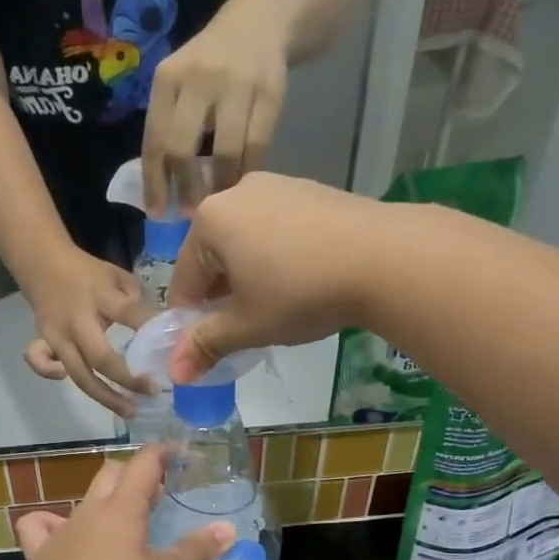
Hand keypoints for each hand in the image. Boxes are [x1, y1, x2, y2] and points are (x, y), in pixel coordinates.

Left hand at [16, 449, 234, 559]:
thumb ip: (197, 550)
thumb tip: (227, 529)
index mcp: (123, 508)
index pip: (144, 463)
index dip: (163, 453)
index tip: (180, 456)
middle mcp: (91, 511)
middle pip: (111, 472)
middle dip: (135, 473)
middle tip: (157, 493)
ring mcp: (62, 531)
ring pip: (83, 498)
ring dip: (104, 500)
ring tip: (122, 520)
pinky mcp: (41, 555)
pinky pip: (39, 526)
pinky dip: (50, 523)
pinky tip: (62, 534)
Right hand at [21, 248, 155, 416]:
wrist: (42, 262)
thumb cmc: (88, 273)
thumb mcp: (117, 276)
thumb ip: (138, 300)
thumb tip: (161, 328)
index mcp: (101, 297)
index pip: (128, 313)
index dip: (150, 330)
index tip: (174, 350)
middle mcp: (77, 321)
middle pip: (100, 358)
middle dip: (127, 380)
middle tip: (152, 393)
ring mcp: (56, 334)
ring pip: (78, 374)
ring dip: (105, 396)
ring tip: (129, 410)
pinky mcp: (41, 341)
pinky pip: (41, 364)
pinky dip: (50, 374)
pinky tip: (66, 377)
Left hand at [141, 0, 291, 213]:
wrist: (262, 19)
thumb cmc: (210, 63)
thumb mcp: (180, 81)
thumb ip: (169, 124)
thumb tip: (161, 187)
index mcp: (167, 79)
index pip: (154, 140)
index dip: (154, 183)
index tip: (157, 214)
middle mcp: (198, 78)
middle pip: (183, 148)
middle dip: (186, 188)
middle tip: (191, 212)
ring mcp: (236, 84)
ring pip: (224, 151)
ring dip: (221, 185)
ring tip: (219, 201)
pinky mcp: (270, 91)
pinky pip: (257, 145)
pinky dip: (248, 170)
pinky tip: (243, 182)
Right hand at [166, 172, 388, 381]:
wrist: (384, 257)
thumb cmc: (300, 293)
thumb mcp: (247, 326)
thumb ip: (206, 345)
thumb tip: (174, 373)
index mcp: (210, 220)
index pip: (183, 279)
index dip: (188, 319)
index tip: (203, 347)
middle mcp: (237, 192)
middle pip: (213, 255)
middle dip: (220, 295)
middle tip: (241, 328)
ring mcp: (278, 185)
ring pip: (246, 241)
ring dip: (248, 276)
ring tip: (274, 307)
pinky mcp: (312, 190)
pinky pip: (278, 229)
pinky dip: (278, 256)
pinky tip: (301, 281)